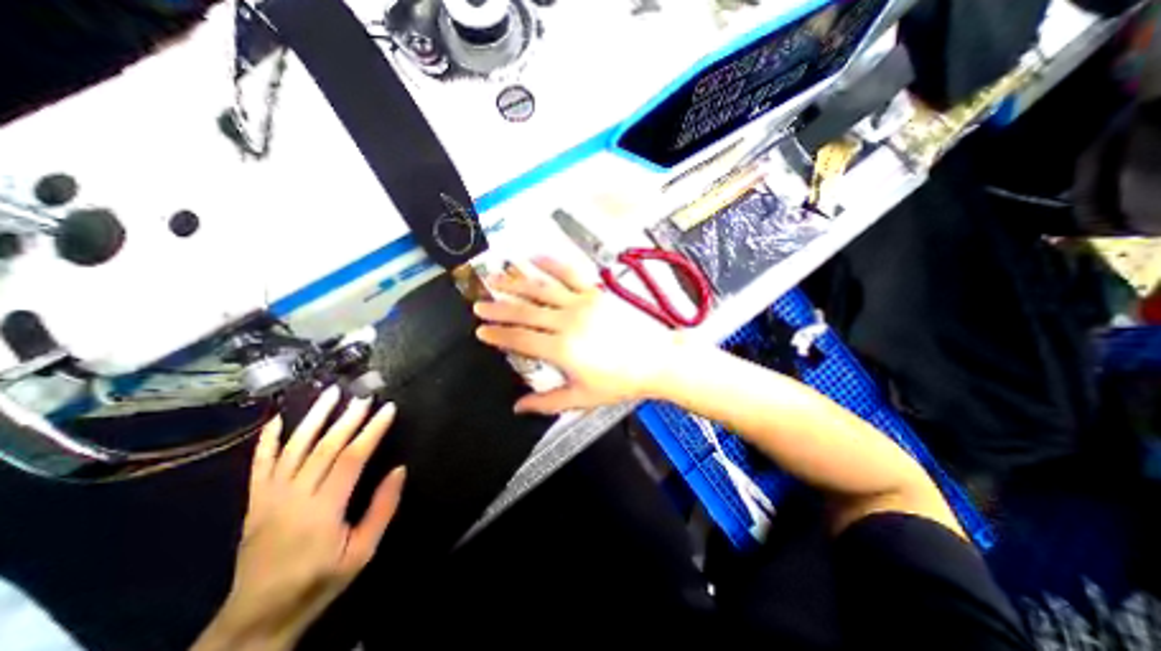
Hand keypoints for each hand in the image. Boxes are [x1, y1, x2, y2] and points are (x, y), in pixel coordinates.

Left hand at [191, 390, 405, 648]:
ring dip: (314, 418)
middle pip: (324, 447)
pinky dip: (268, 440)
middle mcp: (293, 497)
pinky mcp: (255, 502)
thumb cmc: (319, 581)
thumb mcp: (362, 552)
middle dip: (348, 417)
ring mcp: (269, 498)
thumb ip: (382, 509)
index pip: (351, 458)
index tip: (388, 409)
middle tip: (365, 395)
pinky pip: (259, 465)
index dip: (372, 430)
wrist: (257, 617)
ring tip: (330, 393)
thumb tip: (399, 469)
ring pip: (293, 448)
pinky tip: (279, 419)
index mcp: (323, 510)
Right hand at [470, 256, 680, 414]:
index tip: (481, 331)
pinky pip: (570, 272)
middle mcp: (567, 322)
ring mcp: (582, 302)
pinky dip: (550, 263)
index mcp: (562, 349)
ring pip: (542, 288)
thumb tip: (518, 407)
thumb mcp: (582, 398)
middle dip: (499, 308)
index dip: (498, 335)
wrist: (656, 359)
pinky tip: (534, 257)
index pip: (520, 339)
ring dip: (516, 282)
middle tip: (479, 304)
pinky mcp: (596, 291)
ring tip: (496, 277)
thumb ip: (547, 402)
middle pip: (525, 311)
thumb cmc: (620, 382)